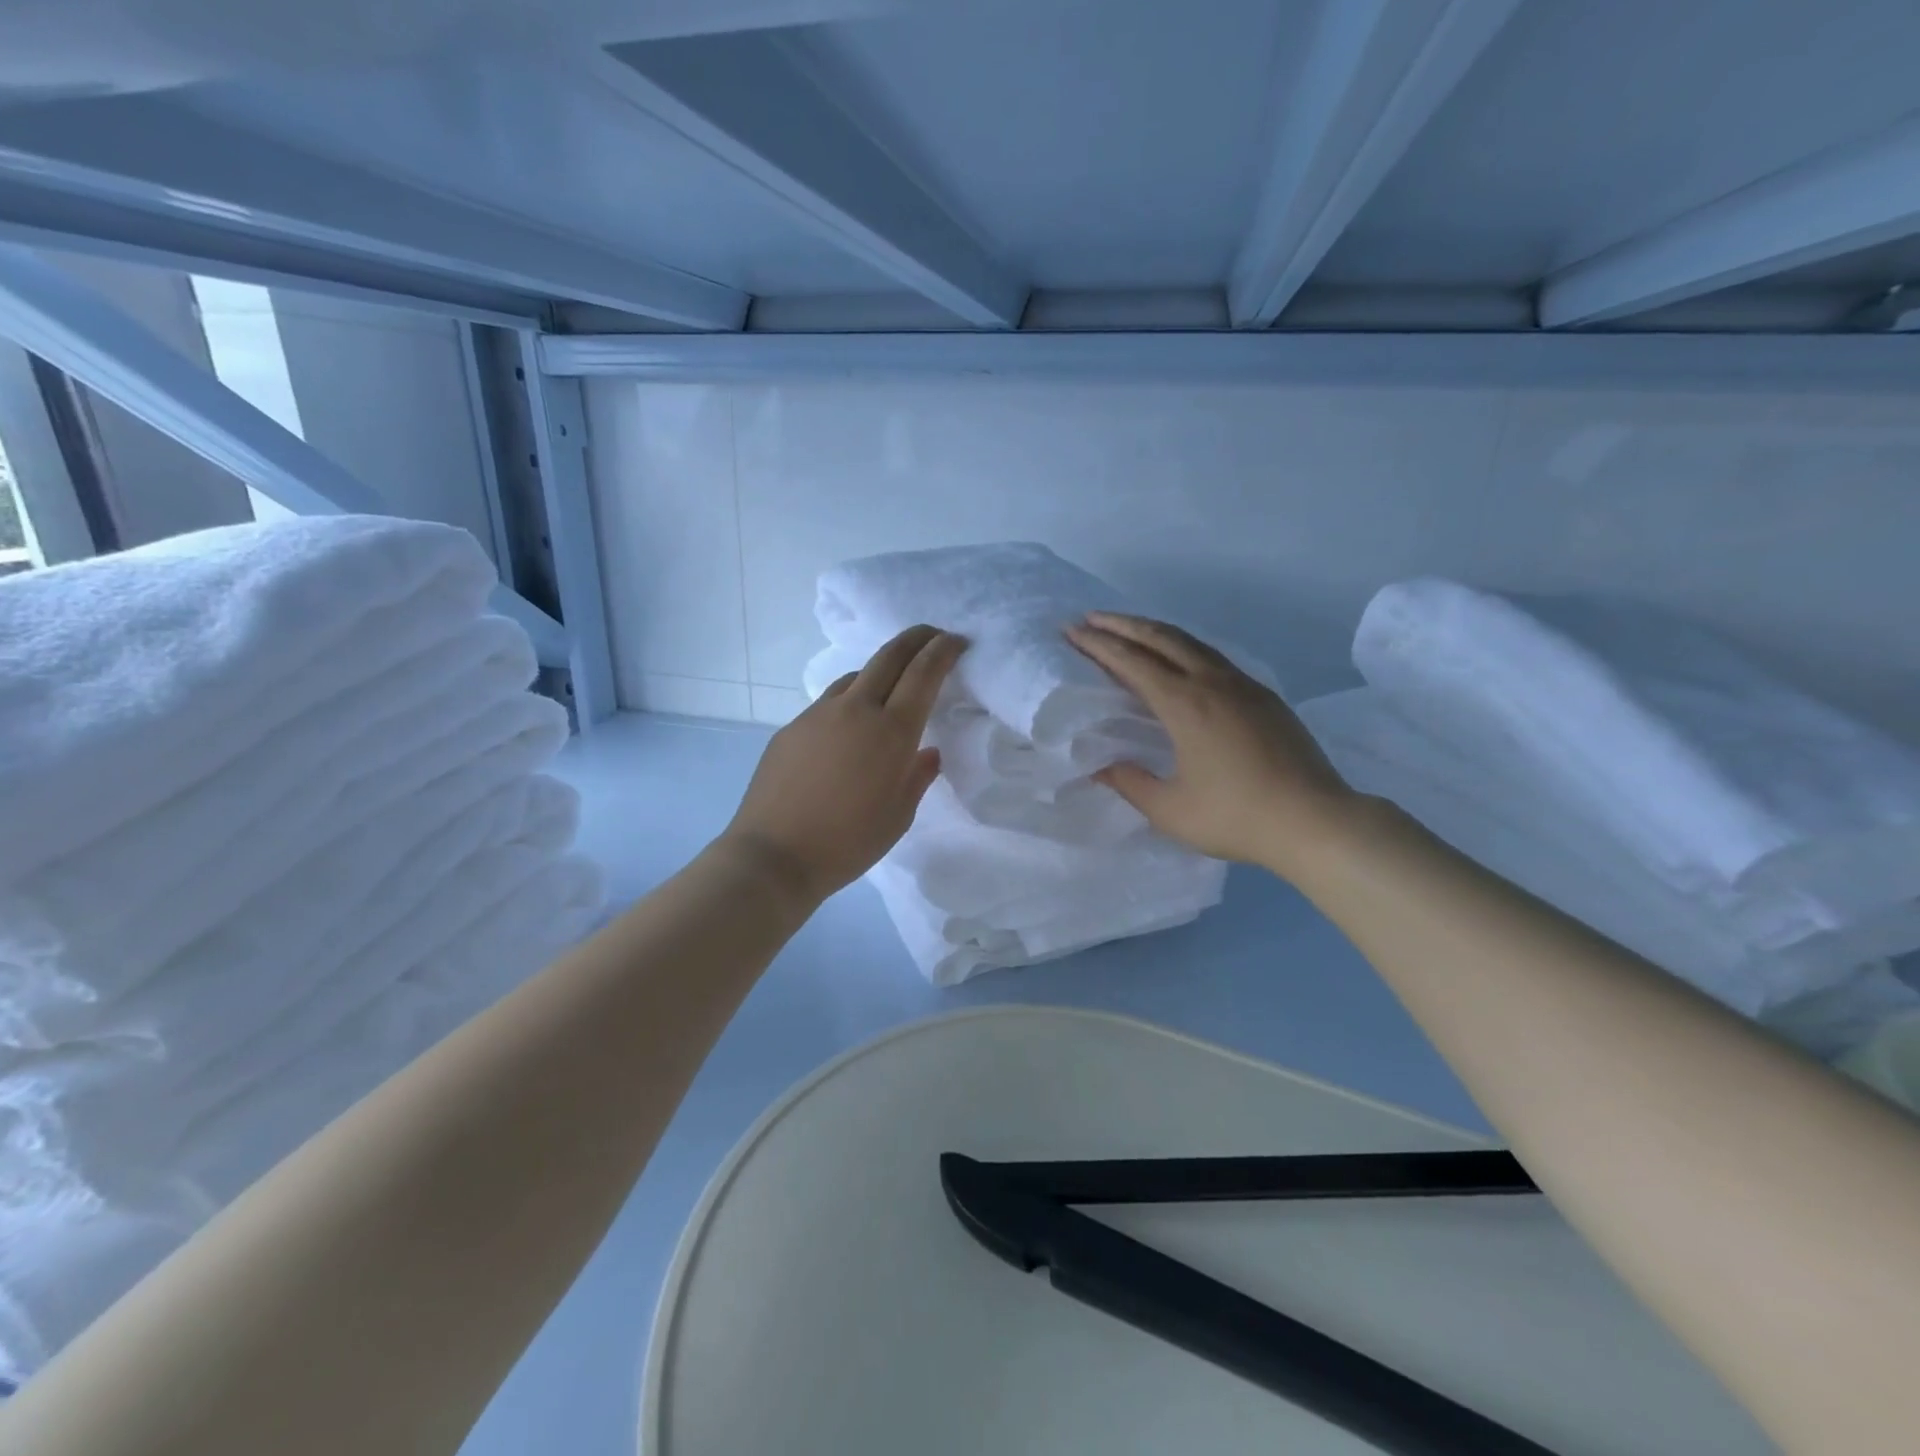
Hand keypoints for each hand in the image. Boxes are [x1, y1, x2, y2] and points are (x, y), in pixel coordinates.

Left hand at [721, 625, 965, 903]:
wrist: (774, 855)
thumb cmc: (848, 842)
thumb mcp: (899, 816)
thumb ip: (918, 776)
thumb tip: (928, 751)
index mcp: (891, 731)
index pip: (923, 673)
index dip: (943, 651)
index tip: (957, 641)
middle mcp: (856, 709)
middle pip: (889, 656)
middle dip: (916, 638)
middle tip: (932, 635)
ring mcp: (819, 714)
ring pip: (856, 675)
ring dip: (880, 670)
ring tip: (891, 685)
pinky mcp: (792, 727)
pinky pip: (830, 702)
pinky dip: (850, 700)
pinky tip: (849, 727)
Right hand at [1066, 612, 1359, 878]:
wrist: (1315, 820)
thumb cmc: (1236, 816)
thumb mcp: (1169, 809)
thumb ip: (1129, 782)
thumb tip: (1100, 764)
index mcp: (1185, 704)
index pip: (1131, 662)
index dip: (1098, 645)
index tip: (1072, 631)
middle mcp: (1212, 682)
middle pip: (1161, 638)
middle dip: (1122, 624)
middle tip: (1090, 618)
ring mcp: (1243, 685)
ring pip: (1191, 643)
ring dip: (1154, 631)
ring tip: (1127, 629)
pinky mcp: (1263, 696)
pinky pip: (1213, 657)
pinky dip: (1182, 647)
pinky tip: (1178, 658)